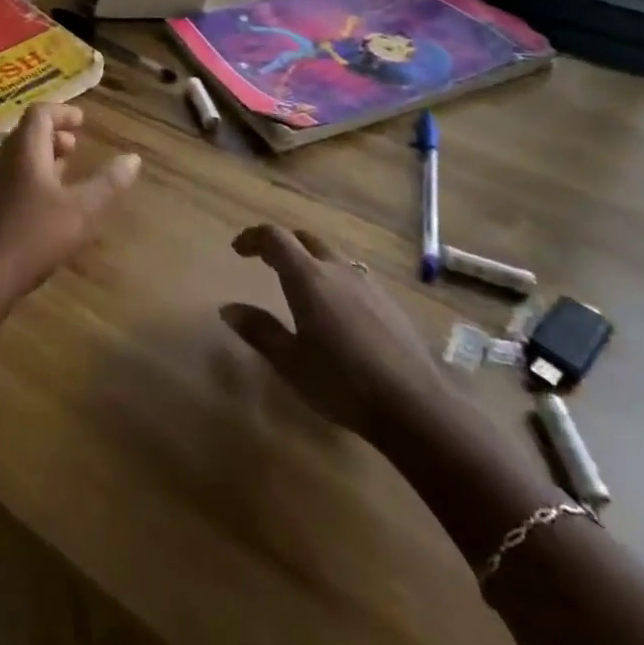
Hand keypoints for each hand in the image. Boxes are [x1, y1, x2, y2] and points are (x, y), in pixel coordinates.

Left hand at [0, 103, 139, 305]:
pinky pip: (12, 176)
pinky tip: (47, 203)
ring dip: (43, 156)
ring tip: (66, 171)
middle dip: (53, 134)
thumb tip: (133, 158)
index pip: (39, 113)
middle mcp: (4, 160)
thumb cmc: (35, 236)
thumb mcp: (82, 211)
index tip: (82, 121)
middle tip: (76, 146)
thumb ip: (108, 183)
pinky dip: (32, 176)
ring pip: (18, 156)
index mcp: (25, 152)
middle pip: (27, 133)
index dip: (62, 112)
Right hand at [220, 224, 446, 442]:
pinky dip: (334, 278)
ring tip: (300, 285)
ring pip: (332, 255)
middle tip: (265, 262)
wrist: (416, 407)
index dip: (253, 237)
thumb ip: (259, 330)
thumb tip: (228, 309)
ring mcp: (368, 284)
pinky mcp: (390, 303)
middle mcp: (337, 270)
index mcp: (308, 277)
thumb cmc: (342, 383)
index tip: (238, 250)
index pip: (275, 238)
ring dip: (310, 259)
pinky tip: (337, 310)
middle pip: (305, 239)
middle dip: (282, 244)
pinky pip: (353, 275)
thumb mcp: (290, 362)